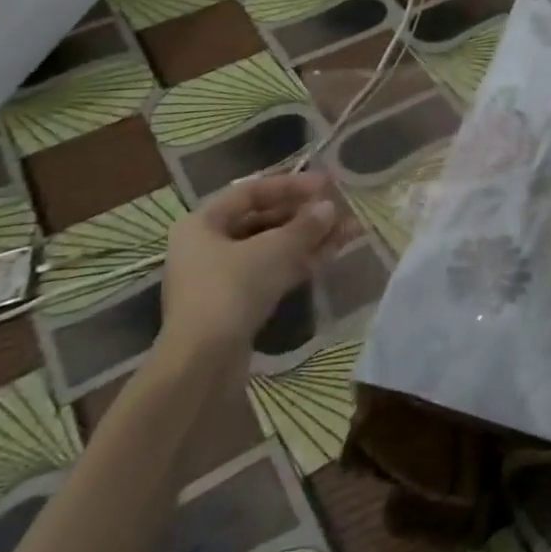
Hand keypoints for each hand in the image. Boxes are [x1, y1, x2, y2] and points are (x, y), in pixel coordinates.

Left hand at [157, 172, 339, 369]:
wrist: (202, 366)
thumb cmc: (232, 291)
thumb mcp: (275, 251)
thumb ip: (305, 226)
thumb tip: (329, 207)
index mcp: (203, 223)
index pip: (252, 191)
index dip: (291, 185)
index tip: (327, 185)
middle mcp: (207, 246)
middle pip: (262, 220)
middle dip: (304, 215)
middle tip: (340, 210)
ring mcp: (220, 277)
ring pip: (270, 248)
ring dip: (308, 239)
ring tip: (348, 232)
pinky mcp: (234, 305)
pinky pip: (270, 272)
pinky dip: (298, 262)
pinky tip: (330, 255)